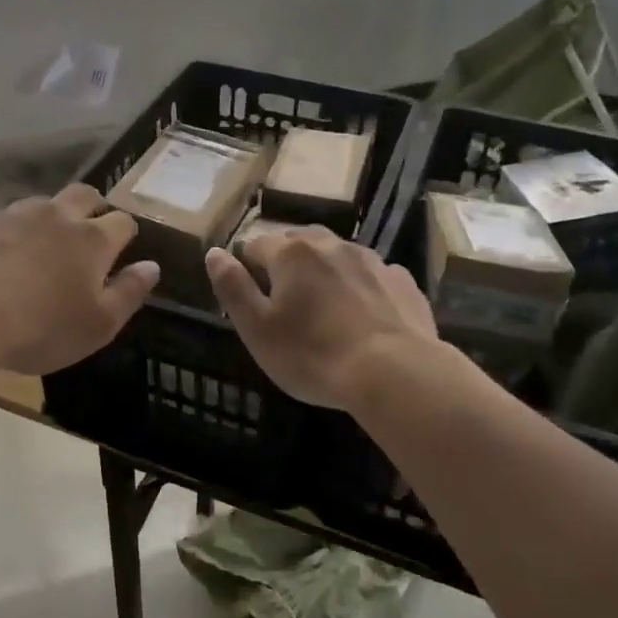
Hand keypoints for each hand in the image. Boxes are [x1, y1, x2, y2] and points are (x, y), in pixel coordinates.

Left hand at [0, 184, 157, 375]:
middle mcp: (55, 217)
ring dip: (48, 217)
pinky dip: (6, 234)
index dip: (125, 232)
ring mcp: (11, 215)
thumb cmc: (41, 326)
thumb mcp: (99, 324)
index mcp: (92, 240)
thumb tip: (152, 267)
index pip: (122, 222)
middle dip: (92, 207)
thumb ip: (129, 293)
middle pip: (83, 195)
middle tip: (88, 229)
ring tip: (40, 244)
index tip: (122, 247)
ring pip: (40, 203)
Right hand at [204, 227, 435, 409]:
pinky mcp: (402, 281)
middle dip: (287, 265)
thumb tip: (215, 252)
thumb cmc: (313, 354)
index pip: (256, 245)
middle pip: (298, 243)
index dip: (248, 269)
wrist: (395, 373)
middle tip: (286, 305)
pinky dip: (361, 288)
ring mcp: (372, 260)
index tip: (252, 301)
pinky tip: (364, 318)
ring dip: (326, 273)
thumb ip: (232, 287)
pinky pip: (372, 276)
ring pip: (337, 256)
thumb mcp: (256, 328)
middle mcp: (331, 244)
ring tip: (325, 311)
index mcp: (291, 253)